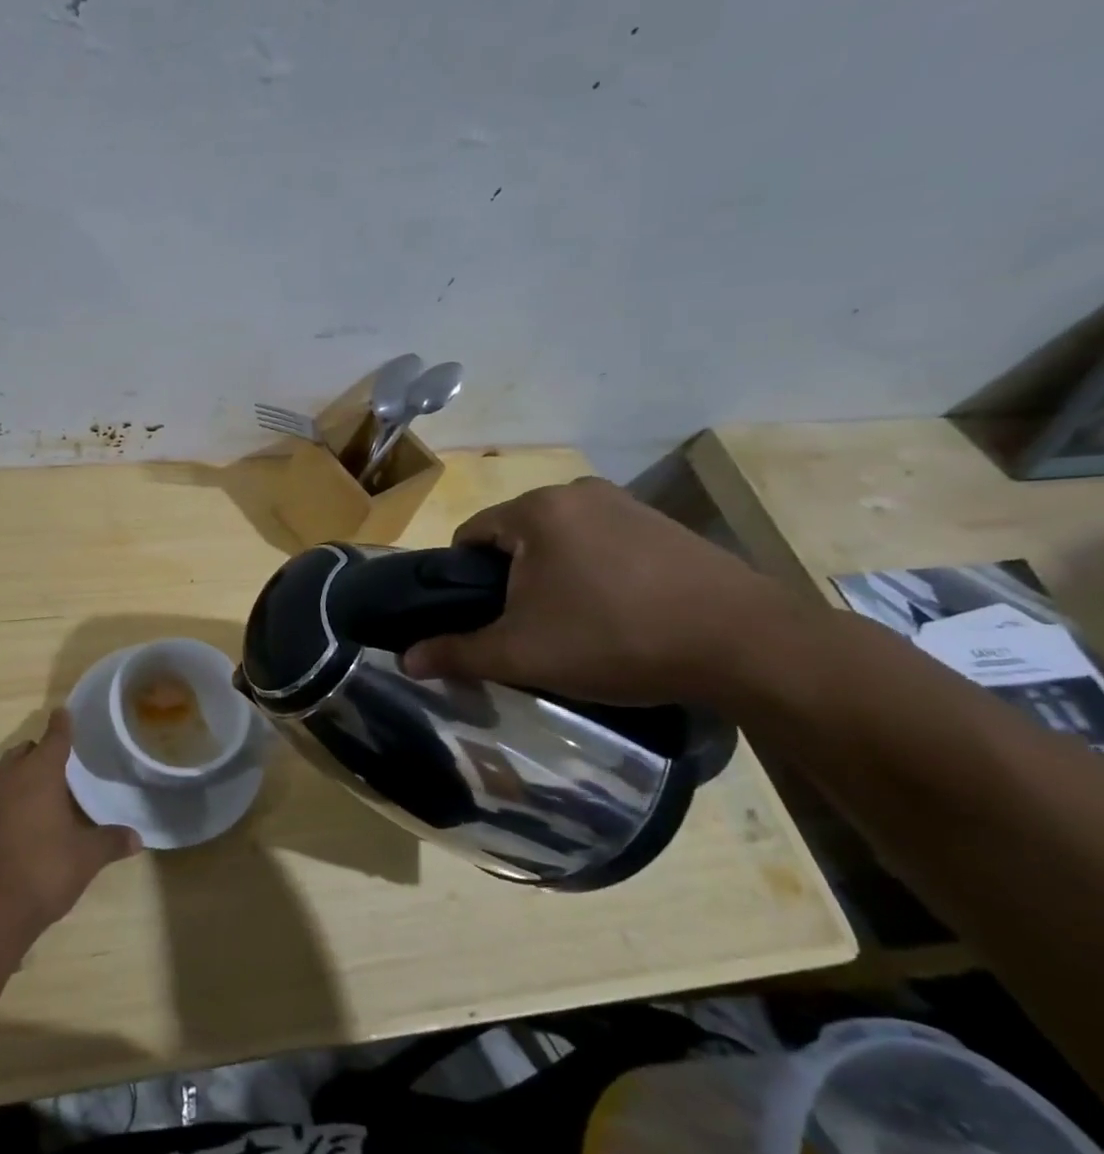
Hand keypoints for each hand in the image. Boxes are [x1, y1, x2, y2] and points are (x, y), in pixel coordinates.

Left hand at [0, 710, 141, 942]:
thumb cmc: (41, 873)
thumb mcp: (84, 860)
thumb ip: (109, 842)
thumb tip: (137, 838)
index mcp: (38, 774)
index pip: (54, 738)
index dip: (61, 726)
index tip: (62, 713)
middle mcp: (3, 777)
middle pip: (22, 754)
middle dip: (37, 757)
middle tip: (54, 774)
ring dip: (13, 782)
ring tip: (29, 805)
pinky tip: (2, 836)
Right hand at [402, 477, 798, 705]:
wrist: (747, 644)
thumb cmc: (615, 639)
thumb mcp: (522, 654)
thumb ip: (457, 652)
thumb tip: (405, 660)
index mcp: (535, 511)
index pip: (469, 535)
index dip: (462, 581)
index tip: (480, 619)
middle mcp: (577, 493)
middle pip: (515, 536)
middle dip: (510, 579)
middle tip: (527, 629)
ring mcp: (627, 504)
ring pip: (560, 541)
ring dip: (553, 576)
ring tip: (574, 625)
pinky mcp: (665, 524)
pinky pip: (603, 544)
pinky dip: (595, 573)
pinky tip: (618, 613)